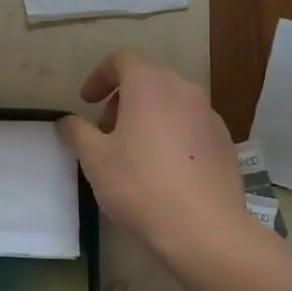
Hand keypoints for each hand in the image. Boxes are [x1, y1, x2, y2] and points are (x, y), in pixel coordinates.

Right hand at [57, 52, 254, 263]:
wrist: (205, 230)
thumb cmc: (140, 186)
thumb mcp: (95, 159)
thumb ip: (77, 133)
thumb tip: (66, 122)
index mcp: (149, 85)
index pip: (122, 60)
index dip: (99, 77)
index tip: (86, 102)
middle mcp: (183, 91)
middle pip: (147, 80)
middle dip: (122, 100)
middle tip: (105, 132)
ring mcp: (209, 116)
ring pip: (171, 103)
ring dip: (147, 117)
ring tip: (133, 153)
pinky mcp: (225, 143)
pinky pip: (190, 126)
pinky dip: (171, 135)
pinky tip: (163, 171)